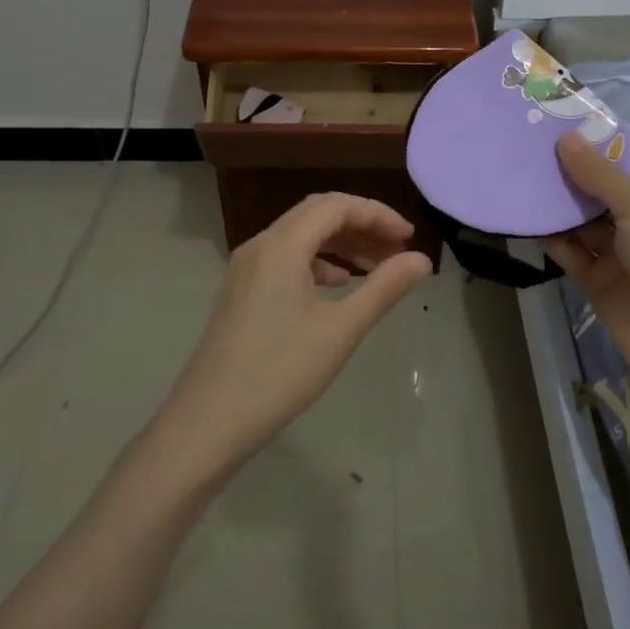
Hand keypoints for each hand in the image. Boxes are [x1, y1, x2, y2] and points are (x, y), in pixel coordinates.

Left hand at [155, 193, 431, 481]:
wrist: (208, 421)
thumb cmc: (280, 372)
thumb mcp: (340, 329)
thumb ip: (384, 288)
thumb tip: (421, 260)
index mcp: (281, 245)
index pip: (336, 206)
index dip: (377, 214)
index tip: (409, 238)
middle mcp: (260, 246)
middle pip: (316, 215)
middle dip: (360, 226)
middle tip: (397, 250)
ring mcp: (245, 269)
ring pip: (300, 238)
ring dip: (340, 245)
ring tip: (376, 269)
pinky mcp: (240, 293)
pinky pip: (285, 260)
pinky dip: (318, 264)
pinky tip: (337, 287)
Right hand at [543, 132, 629, 392]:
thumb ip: (599, 173)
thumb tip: (565, 138)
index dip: (601, 142)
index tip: (561, 123)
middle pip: (604, 188)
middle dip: (572, 170)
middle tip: (529, 146)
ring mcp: (624, 252)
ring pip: (584, 220)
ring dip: (557, 203)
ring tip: (520, 175)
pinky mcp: (601, 279)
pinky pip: (572, 251)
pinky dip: (552, 237)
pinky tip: (524, 217)